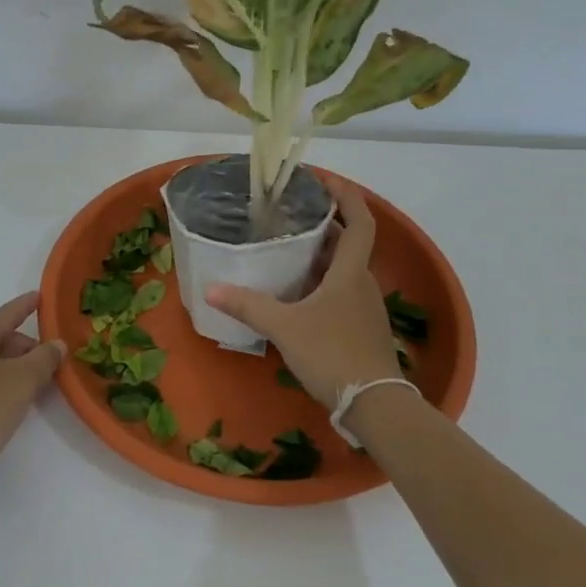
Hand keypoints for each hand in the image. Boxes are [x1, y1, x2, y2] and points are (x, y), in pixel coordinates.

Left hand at [0, 292, 64, 497]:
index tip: (43, 297)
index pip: (7, 312)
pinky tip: (13, 401)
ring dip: (15, 368)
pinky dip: (0, 383)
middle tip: (53, 361)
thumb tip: (56, 345)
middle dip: (27, 347)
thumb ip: (44, 359)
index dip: (28, 305)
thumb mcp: (22, 381)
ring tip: (38, 383)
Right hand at [206, 180, 403, 408]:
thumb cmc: (332, 354)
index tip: (325, 181)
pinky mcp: (361, 327)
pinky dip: (323, 281)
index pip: (360, 221)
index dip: (347, 197)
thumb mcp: (285, 327)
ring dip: (323, 254)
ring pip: (345, 269)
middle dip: (325, 224)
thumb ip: (249, 306)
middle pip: (349, 243)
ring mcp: (365, 307)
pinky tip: (298, 293)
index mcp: (350, 272)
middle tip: (292, 214)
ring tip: (289, 248)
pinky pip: (343, 291)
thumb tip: (211, 289)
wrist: (374, 405)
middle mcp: (362, 283)